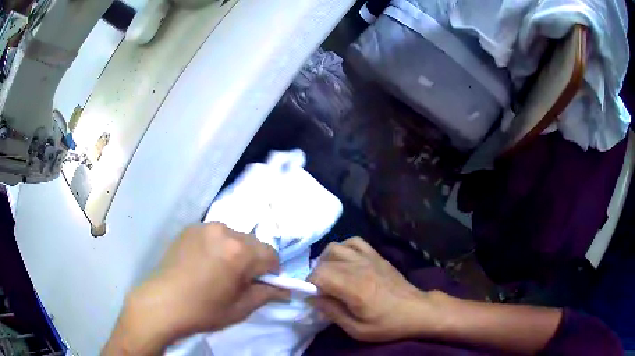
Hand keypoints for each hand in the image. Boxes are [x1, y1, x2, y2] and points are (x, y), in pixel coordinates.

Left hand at [103, 223, 287, 354]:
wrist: (162, 303)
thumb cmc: (203, 310)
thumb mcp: (240, 308)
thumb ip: (266, 295)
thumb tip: (285, 291)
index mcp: (239, 251)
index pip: (271, 255)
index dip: (271, 272)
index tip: (261, 285)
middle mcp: (224, 231)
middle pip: (253, 243)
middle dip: (253, 261)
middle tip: (239, 281)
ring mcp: (204, 227)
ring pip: (234, 237)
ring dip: (235, 252)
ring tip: (219, 271)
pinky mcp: (190, 228)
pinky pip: (214, 235)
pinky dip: (217, 247)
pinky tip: (204, 264)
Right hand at [308, 237, 441, 341]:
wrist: (416, 310)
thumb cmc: (387, 324)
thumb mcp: (357, 329)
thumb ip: (332, 312)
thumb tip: (312, 297)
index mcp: (354, 287)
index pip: (319, 274)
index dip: (309, 284)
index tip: (313, 296)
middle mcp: (359, 267)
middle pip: (324, 261)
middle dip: (316, 275)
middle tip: (322, 291)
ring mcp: (369, 258)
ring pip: (336, 247)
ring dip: (326, 260)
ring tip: (331, 275)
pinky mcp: (377, 255)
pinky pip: (354, 241)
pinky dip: (344, 248)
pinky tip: (345, 262)